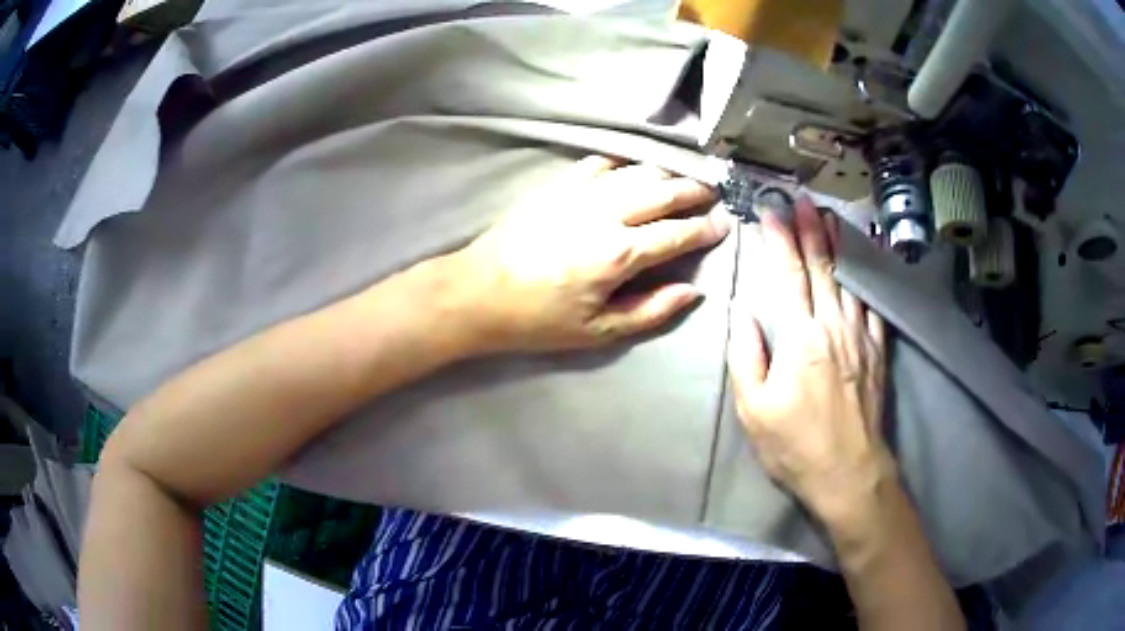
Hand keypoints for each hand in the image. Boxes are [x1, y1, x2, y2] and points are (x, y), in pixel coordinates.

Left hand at [449, 155, 729, 352]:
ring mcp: (579, 193)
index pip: (677, 233)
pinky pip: (600, 164)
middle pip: (663, 191)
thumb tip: (692, 291)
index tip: (724, 224)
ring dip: (665, 174)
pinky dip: (623, 166)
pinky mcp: (556, 186)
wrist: (478, 292)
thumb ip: (651, 311)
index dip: (705, 228)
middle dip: (694, 191)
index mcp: (619, 254)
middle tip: (712, 194)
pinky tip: (630, 174)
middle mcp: (605, 214)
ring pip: (636, 172)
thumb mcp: (598, 332)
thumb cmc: (538, 319)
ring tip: (681, 181)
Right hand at [728, 198, 892, 527]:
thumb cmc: (796, 445)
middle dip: (811, 230)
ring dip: (839, 246)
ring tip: (832, 218)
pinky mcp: (876, 352)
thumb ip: (747, 357)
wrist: (849, 472)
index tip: (771, 212)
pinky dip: (867, 279)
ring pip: (849, 279)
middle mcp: (833, 327)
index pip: (788, 276)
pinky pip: (872, 305)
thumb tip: (742, 313)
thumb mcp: (755, 410)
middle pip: (822, 268)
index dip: (779, 240)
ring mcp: (860, 337)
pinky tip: (865, 265)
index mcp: (800, 339)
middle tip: (804, 201)